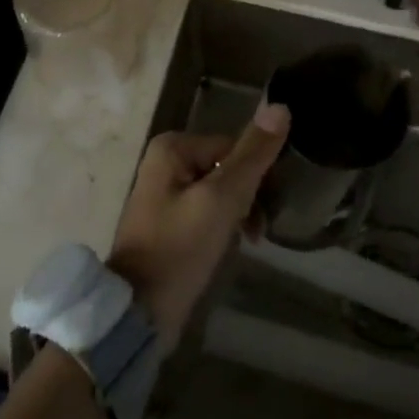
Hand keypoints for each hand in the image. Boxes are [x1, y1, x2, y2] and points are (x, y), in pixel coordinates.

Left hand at [107, 104, 290, 338]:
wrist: (138, 312)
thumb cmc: (180, 248)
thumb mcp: (222, 199)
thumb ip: (252, 154)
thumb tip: (280, 107)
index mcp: (173, 147)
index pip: (234, 148)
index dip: (255, 178)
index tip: (266, 210)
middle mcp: (165, 161)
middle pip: (226, 167)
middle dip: (247, 197)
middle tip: (257, 231)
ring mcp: (163, 192)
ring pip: (219, 191)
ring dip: (238, 213)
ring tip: (247, 242)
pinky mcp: (166, 221)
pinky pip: (206, 211)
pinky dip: (222, 226)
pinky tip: (228, 247)